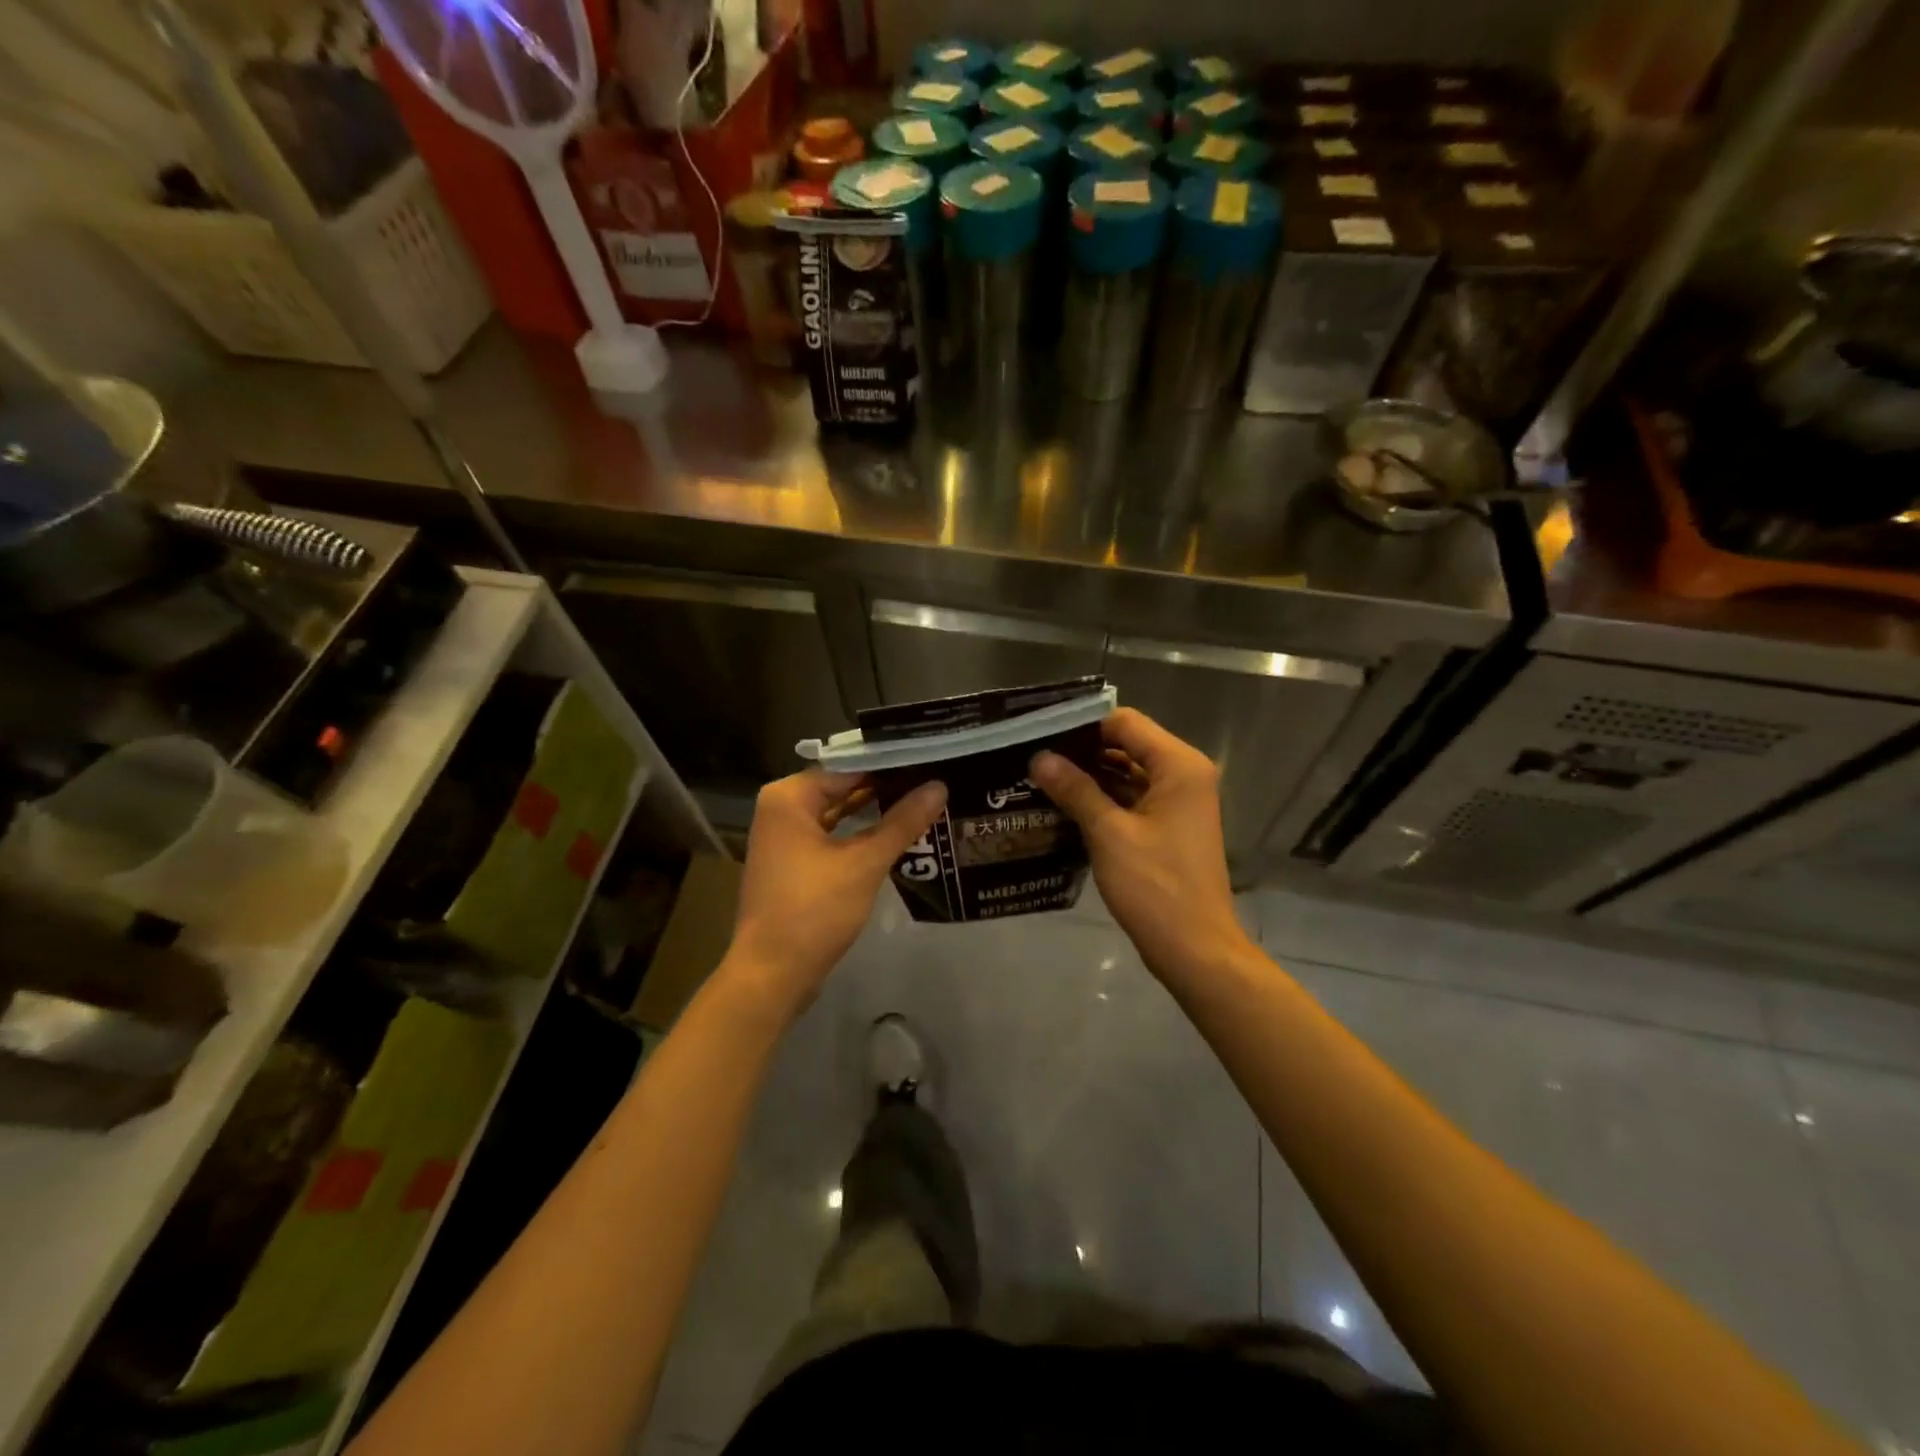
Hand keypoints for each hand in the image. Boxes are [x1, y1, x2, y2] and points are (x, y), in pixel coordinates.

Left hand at [728, 770, 946, 1014]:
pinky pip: (831, 836)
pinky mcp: (792, 863)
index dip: (890, 765)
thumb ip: (902, 822)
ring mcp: (784, 838)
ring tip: (922, 802)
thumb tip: (940, 786)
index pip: (849, 767)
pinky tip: (894, 834)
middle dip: (884, 788)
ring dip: (874, 812)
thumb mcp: (864, 863)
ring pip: (837, 814)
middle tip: (932, 780)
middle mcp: (781, 809)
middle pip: (842, 788)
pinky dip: (858, 835)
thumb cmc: (814, 910)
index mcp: (788, 797)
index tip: (929, 761)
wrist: (772, 974)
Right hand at [1030, 709, 1252, 982]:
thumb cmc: (1156, 887)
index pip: (1125, 723)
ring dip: (1090, 775)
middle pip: (1127, 745)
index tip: (1041, 731)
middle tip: (1033, 754)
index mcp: (1178, 766)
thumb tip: (1039, 757)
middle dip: (1082, 750)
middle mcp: (1183, 774)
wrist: (1195, 950)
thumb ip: (1075, 789)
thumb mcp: (1109, 834)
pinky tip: (1064, 804)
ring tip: (1040, 776)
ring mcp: (1178, 802)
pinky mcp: (1169, 826)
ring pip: (1128, 773)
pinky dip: (1103, 798)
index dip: (1083, 724)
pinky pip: (1132, 798)